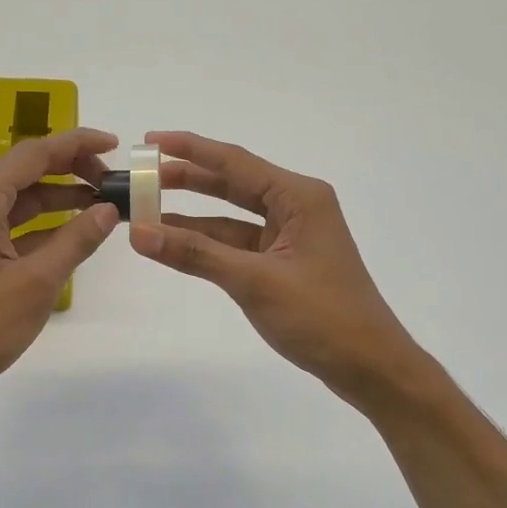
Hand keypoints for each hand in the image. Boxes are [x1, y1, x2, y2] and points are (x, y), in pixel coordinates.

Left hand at [0, 127, 120, 410]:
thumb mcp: (34, 284)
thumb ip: (75, 242)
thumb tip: (108, 209)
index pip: (36, 154)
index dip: (78, 145)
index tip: (116, 145)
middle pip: (28, 172)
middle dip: (72, 172)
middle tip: (114, 184)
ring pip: (21, 200)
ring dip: (60, 200)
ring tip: (103, 207)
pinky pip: (11, 225)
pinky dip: (42, 226)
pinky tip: (72, 234)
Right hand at [130, 131, 429, 411]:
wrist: (368, 365)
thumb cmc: (320, 316)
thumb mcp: (254, 281)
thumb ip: (195, 254)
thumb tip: (138, 232)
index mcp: (298, 197)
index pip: (234, 162)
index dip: (189, 149)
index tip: (149, 142)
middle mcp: (295, 207)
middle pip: (232, 184)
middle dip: (187, 180)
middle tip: (140, 177)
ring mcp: (289, 237)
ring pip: (231, 217)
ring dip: (192, 216)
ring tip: (145, 210)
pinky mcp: (283, 264)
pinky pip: (237, 244)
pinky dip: (207, 245)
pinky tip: (174, 244)